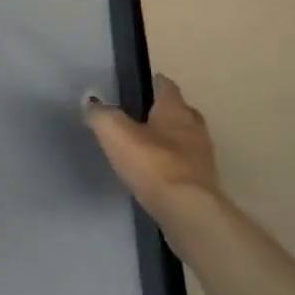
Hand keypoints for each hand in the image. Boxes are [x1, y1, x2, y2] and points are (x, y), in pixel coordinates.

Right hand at [85, 75, 222, 220]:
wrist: (188, 211)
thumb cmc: (152, 163)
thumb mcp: (115, 133)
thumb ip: (101, 114)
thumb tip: (91, 102)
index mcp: (175, 109)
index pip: (166, 85)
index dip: (154, 82)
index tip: (141, 83)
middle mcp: (194, 127)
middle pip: (181, 112)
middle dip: (165, 112)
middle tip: (142, 116)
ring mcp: (203, 157)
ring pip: (186, 139)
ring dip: (171, 140)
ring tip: (147, 146)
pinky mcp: (204, 184)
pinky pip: (186, 166)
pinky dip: (174, 165)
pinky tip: (158, 173)